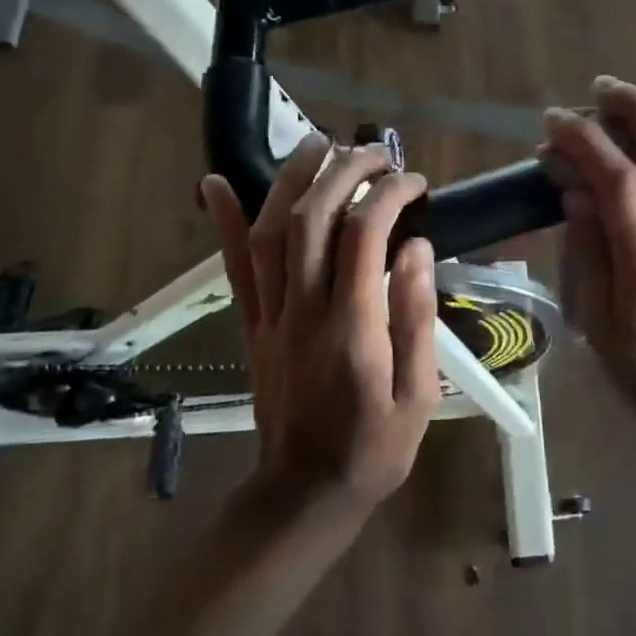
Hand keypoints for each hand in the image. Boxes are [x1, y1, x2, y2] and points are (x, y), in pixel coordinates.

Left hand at [201, 137, 438, 506]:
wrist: (306, 492)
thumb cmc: (375, 447)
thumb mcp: (419, 394)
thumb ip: (416, 318)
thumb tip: (416, 249)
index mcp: (354, 330)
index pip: (364, 237)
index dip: (388, 195)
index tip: (413, 182)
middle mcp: (304, 313)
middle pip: (311, 220)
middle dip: (343, 172)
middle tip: (374, 151)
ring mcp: (270, 318)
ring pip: (269, 233)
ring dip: (290, 179)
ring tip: (317, 143)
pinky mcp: (251, 326)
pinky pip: (234, 268)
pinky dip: (225, 222)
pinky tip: (216, 182)